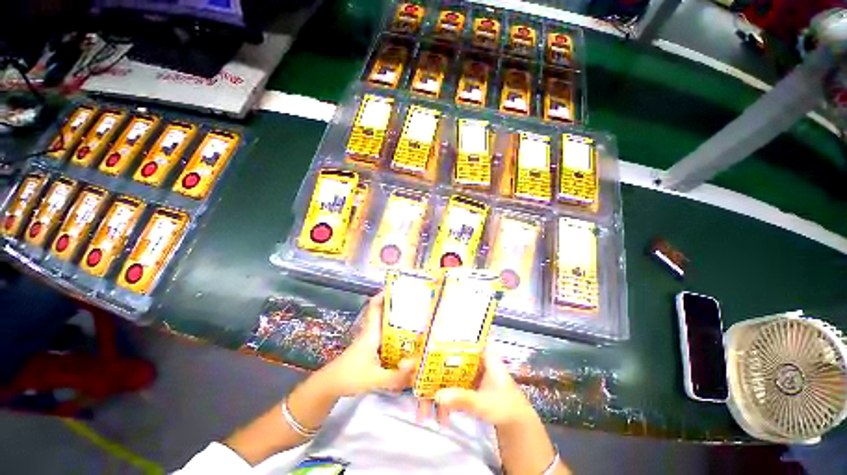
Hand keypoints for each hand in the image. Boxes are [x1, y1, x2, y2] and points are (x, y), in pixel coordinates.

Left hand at [315, 292, 415, 398]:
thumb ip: (396, 376)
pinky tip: (405, 339)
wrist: (329, 386)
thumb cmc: (350, 376)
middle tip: (414, 302)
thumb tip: (416, 364)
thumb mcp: (375, 378)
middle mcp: (371, 332)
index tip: (399, 287)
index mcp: (371, 332)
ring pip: (384, 323)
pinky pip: (384, 335)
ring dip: (396, 318)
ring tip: (415, 317)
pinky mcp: (370, 348)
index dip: (384, 294)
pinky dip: (394, 332)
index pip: (375, 306)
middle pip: (383, 312)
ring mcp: (369, 339)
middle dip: (397, 305)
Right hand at [418, 348, 535, 427]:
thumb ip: (463, 398)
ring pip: (444, 371)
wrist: (515, 422)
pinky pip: (447, 384)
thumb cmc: (505, 405)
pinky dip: (439, 397)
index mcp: (481, 352)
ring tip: (421, 407)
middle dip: (427, 365)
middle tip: (407, 372)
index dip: (438, 338)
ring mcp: (466, 369)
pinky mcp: (463, 382)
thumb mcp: (485, 403)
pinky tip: (434, 414)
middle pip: (445, 354)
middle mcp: (471, 356)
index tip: (419, 345)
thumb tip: (437, 396)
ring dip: (432, 386)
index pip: (457, 337)